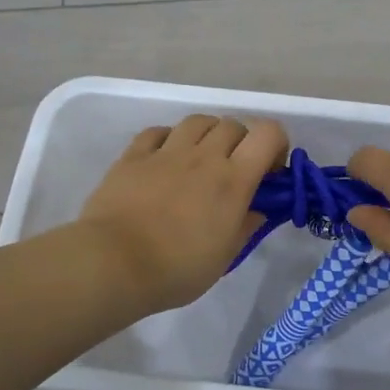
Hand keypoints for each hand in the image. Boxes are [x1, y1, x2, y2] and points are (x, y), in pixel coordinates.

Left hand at [78, 115, 287, 312]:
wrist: (113, 263)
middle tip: (234, 171)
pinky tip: (165, 160)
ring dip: (207, 135)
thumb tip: (257, 209)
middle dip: (241, 143)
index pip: (268, 134)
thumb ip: (245, 227)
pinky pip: (158, 132)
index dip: (276, 145)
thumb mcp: (224, 257)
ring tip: (200, 160)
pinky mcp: (134, 155)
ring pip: (197, 121)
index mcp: (233, 180)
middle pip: (233, 125)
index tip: (269, 172)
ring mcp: (166, 152)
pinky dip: (169, 139)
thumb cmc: (176, 268)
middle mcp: (203, 156)